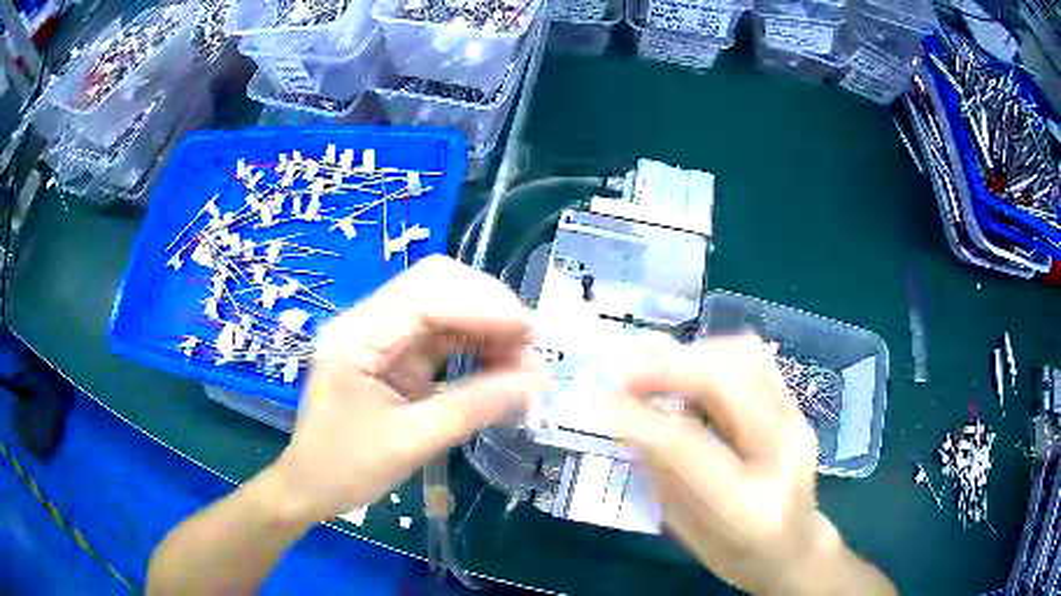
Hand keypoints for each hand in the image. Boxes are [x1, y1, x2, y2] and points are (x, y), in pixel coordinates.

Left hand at [269, 256, 540, 524]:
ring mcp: (378, 334)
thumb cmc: (345, 470)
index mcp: (356, 338)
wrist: (308, 486)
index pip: (428, 298)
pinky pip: (439, 334)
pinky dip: (474, 345)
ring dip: (486, 325)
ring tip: (525, 359)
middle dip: (489, 306)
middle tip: (531, 342)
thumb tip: (534, 385)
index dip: (485, 308)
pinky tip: (500, 365)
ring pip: (442, 304)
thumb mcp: (411, 443)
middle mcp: (366, 322)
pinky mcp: (390, 353)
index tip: (531, 333)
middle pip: (436, 284)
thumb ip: (474, 408)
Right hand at [608, 336, 892, 594]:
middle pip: (724, 384)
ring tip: (655, 368)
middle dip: (667, 369)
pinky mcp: (796, 409)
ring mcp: (796, 423)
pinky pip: (755, 360)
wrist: (794, 547)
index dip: (638, 416)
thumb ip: (663, 475)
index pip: (687, 446)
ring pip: (744, 358)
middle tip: (625, 376)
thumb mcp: (687, 529)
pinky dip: (716, 354)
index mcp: (746, 505)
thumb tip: (631, 421)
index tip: (599, 398)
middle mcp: (781, 454)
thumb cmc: (735, 554)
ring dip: (692, 355)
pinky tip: (691, 369)